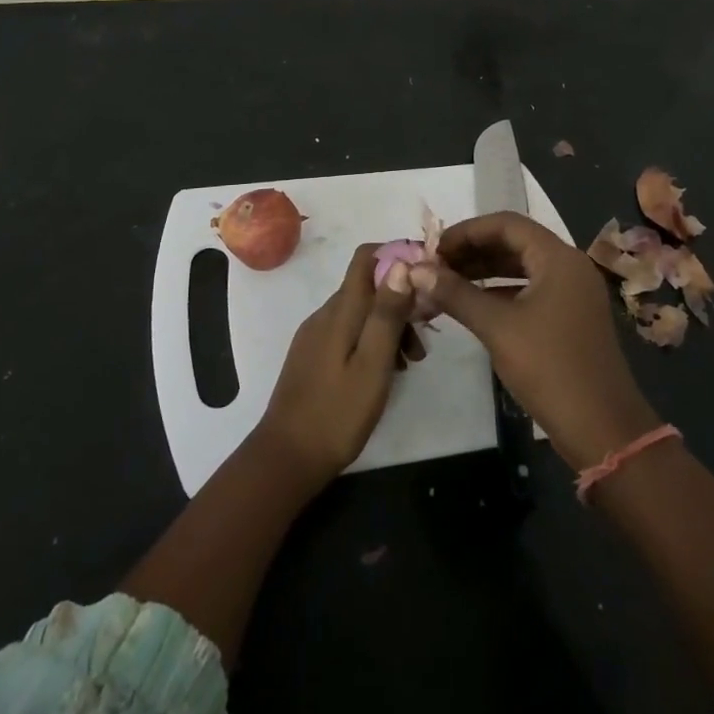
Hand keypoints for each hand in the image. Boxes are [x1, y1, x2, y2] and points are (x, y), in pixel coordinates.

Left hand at [254, 242, 415, 488]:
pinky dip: (371, 341)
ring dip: (388, 326)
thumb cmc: (337, 413)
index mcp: (340, 311)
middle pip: (367, 287)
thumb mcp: (372, 365)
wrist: (287, 457)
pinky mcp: (313, 355)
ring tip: (409, 364)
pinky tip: (384, 373)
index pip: (365, 257)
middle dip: (400, 302)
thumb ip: (386, 314)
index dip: (396, 256)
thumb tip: (401, 263)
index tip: (426, 280)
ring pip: (360, 312)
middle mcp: (325, 314)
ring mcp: (315, 334)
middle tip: (423, 342)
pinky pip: (348, 332)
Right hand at [412, 212, 660, 470]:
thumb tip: (416, 270)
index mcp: (558, 258)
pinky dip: (500, 291)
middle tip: (435, 266)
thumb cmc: (550, 368)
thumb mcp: (497, 328)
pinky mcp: (570, 317)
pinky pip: (530, 289)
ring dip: (484, 271)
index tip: (433, 248)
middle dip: (472, 251)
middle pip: (514, 242)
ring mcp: (572, 293)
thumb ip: (456, 294)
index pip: (506, 224)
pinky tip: (471, 305)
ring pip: (521, 267)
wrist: (603, 430)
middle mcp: (569, 266)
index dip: (466, 231)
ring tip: (445, 283)